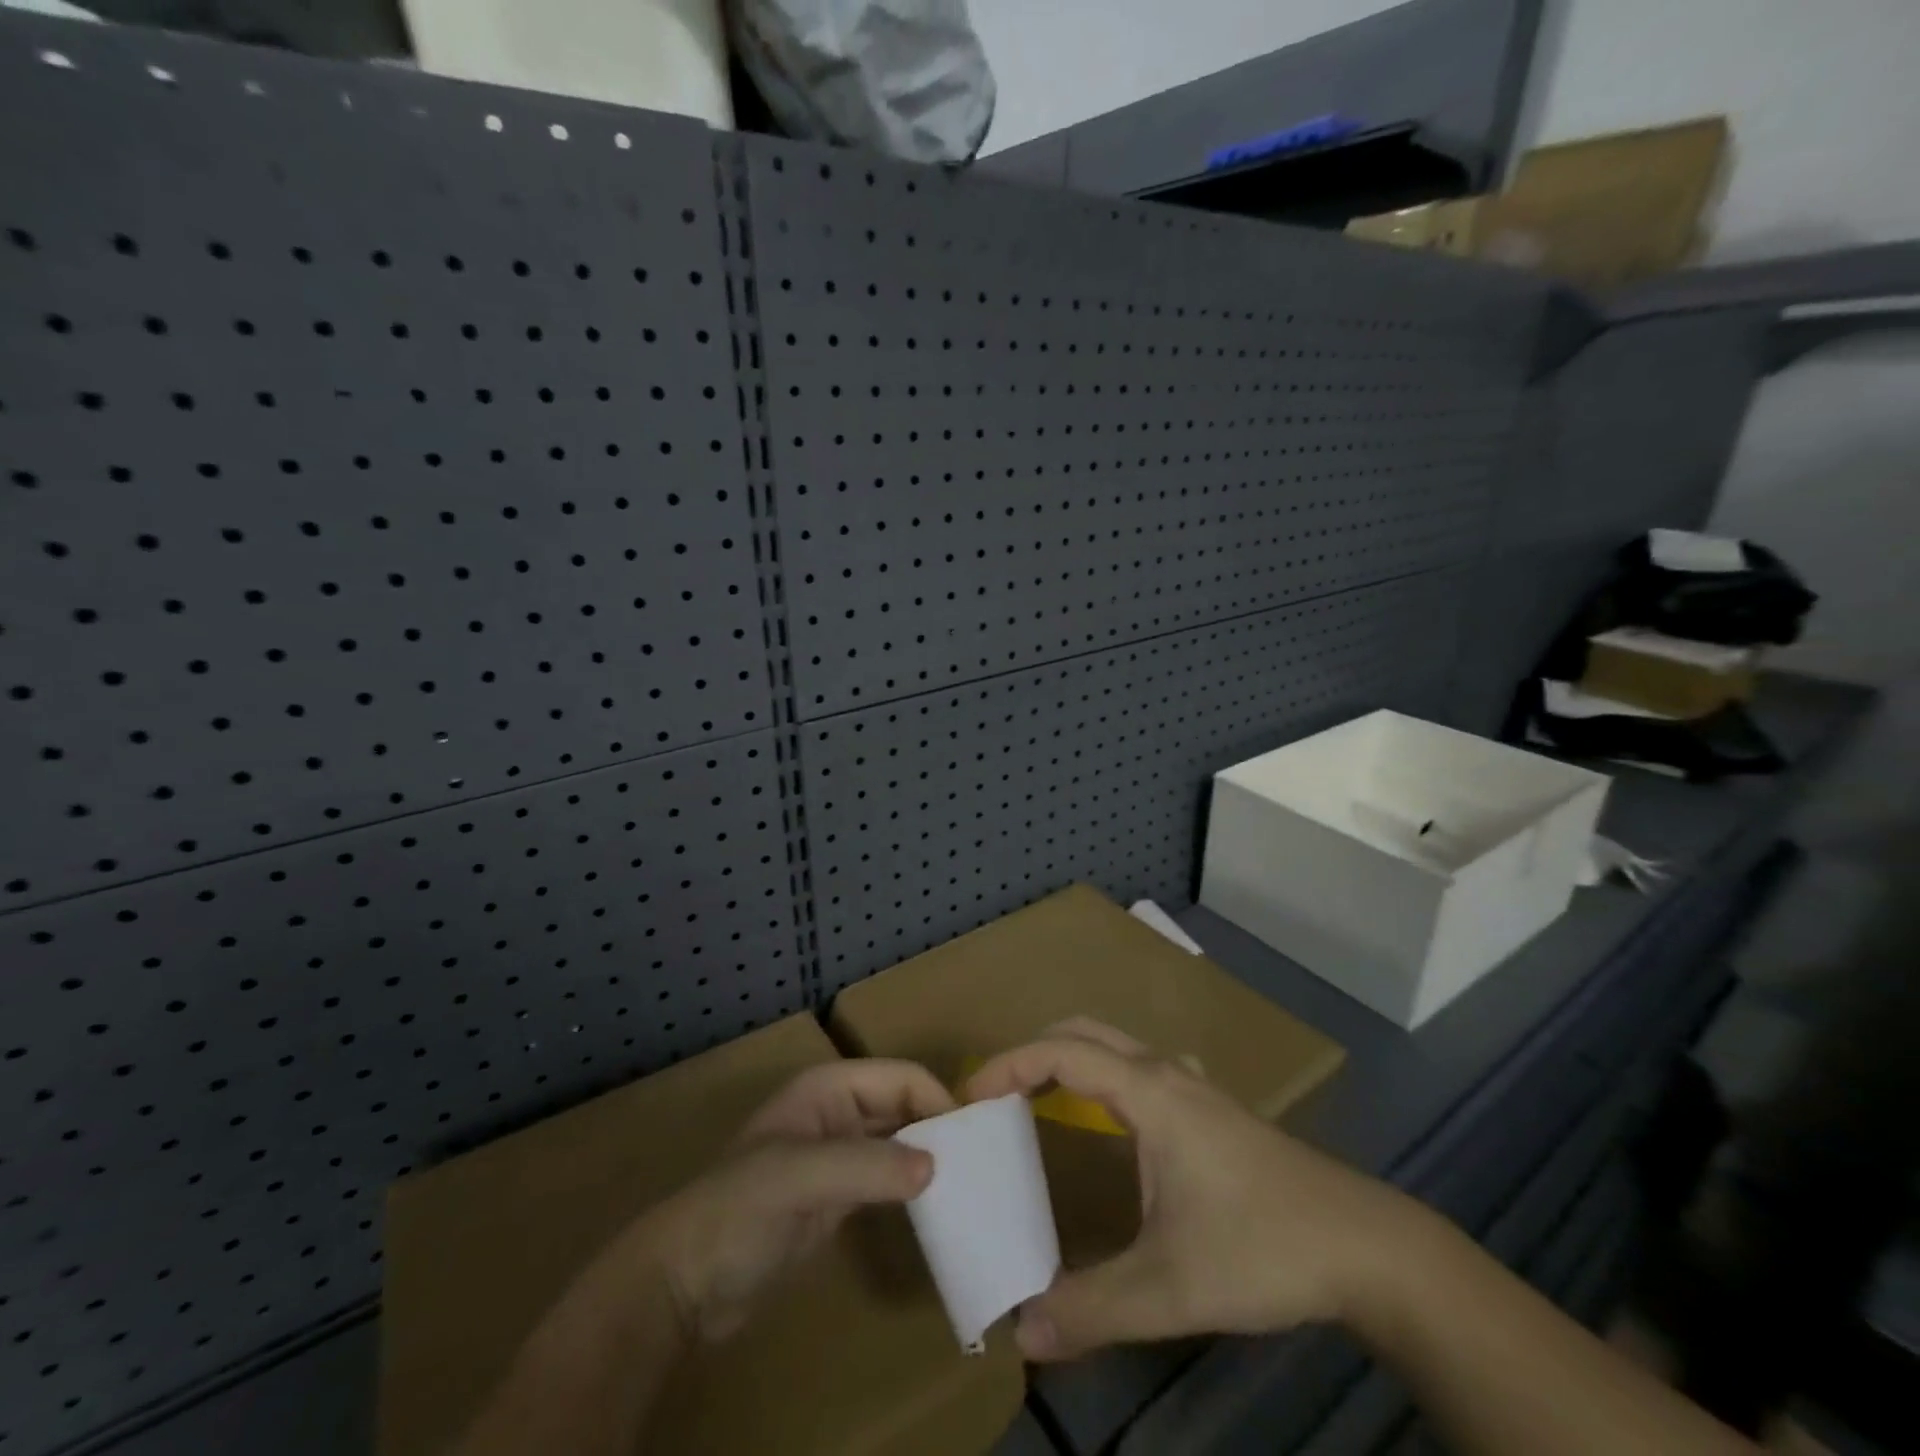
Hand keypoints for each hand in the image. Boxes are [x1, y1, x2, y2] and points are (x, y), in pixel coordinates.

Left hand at [626, 1060, 955, 1341]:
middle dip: (940, 1127)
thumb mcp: (800, 1178)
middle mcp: (839, 1112)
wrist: (686, 1282)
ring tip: (972, 1185)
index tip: (975, 1140)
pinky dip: (914, 1187)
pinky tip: (941, 1206)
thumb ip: (867, 1166)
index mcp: (830, 1088)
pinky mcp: (839, 1197)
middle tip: (983, 1165)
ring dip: (931, 1157)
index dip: (937, 1100)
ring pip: (900, 1142)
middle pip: (904, 1106)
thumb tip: (936, 1165)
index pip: (900, 1077)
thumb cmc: (739, 1210)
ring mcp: (839, 1155)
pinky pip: (888, 1178)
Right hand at [965, 1019, 1423, 1361]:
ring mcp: (1194, 1087)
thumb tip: (1021, 1328)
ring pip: (1116, 1045)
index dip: (1009, 1065)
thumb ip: (1091, 1308)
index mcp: (1148, 1093)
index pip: (1061, 1053)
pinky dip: (1105, 1073)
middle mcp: (1166, 1073)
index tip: (971, 1098)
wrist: (1365, 1246)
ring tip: (1038, 1101)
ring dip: (1069, 1058)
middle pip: (1084, 1032)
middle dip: (1032, 1052)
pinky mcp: (1213, 1109)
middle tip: (997, 1096)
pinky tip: (1114, 1119)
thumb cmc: (1262, 1247)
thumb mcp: (1170, 1288)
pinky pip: (1142, 1067)